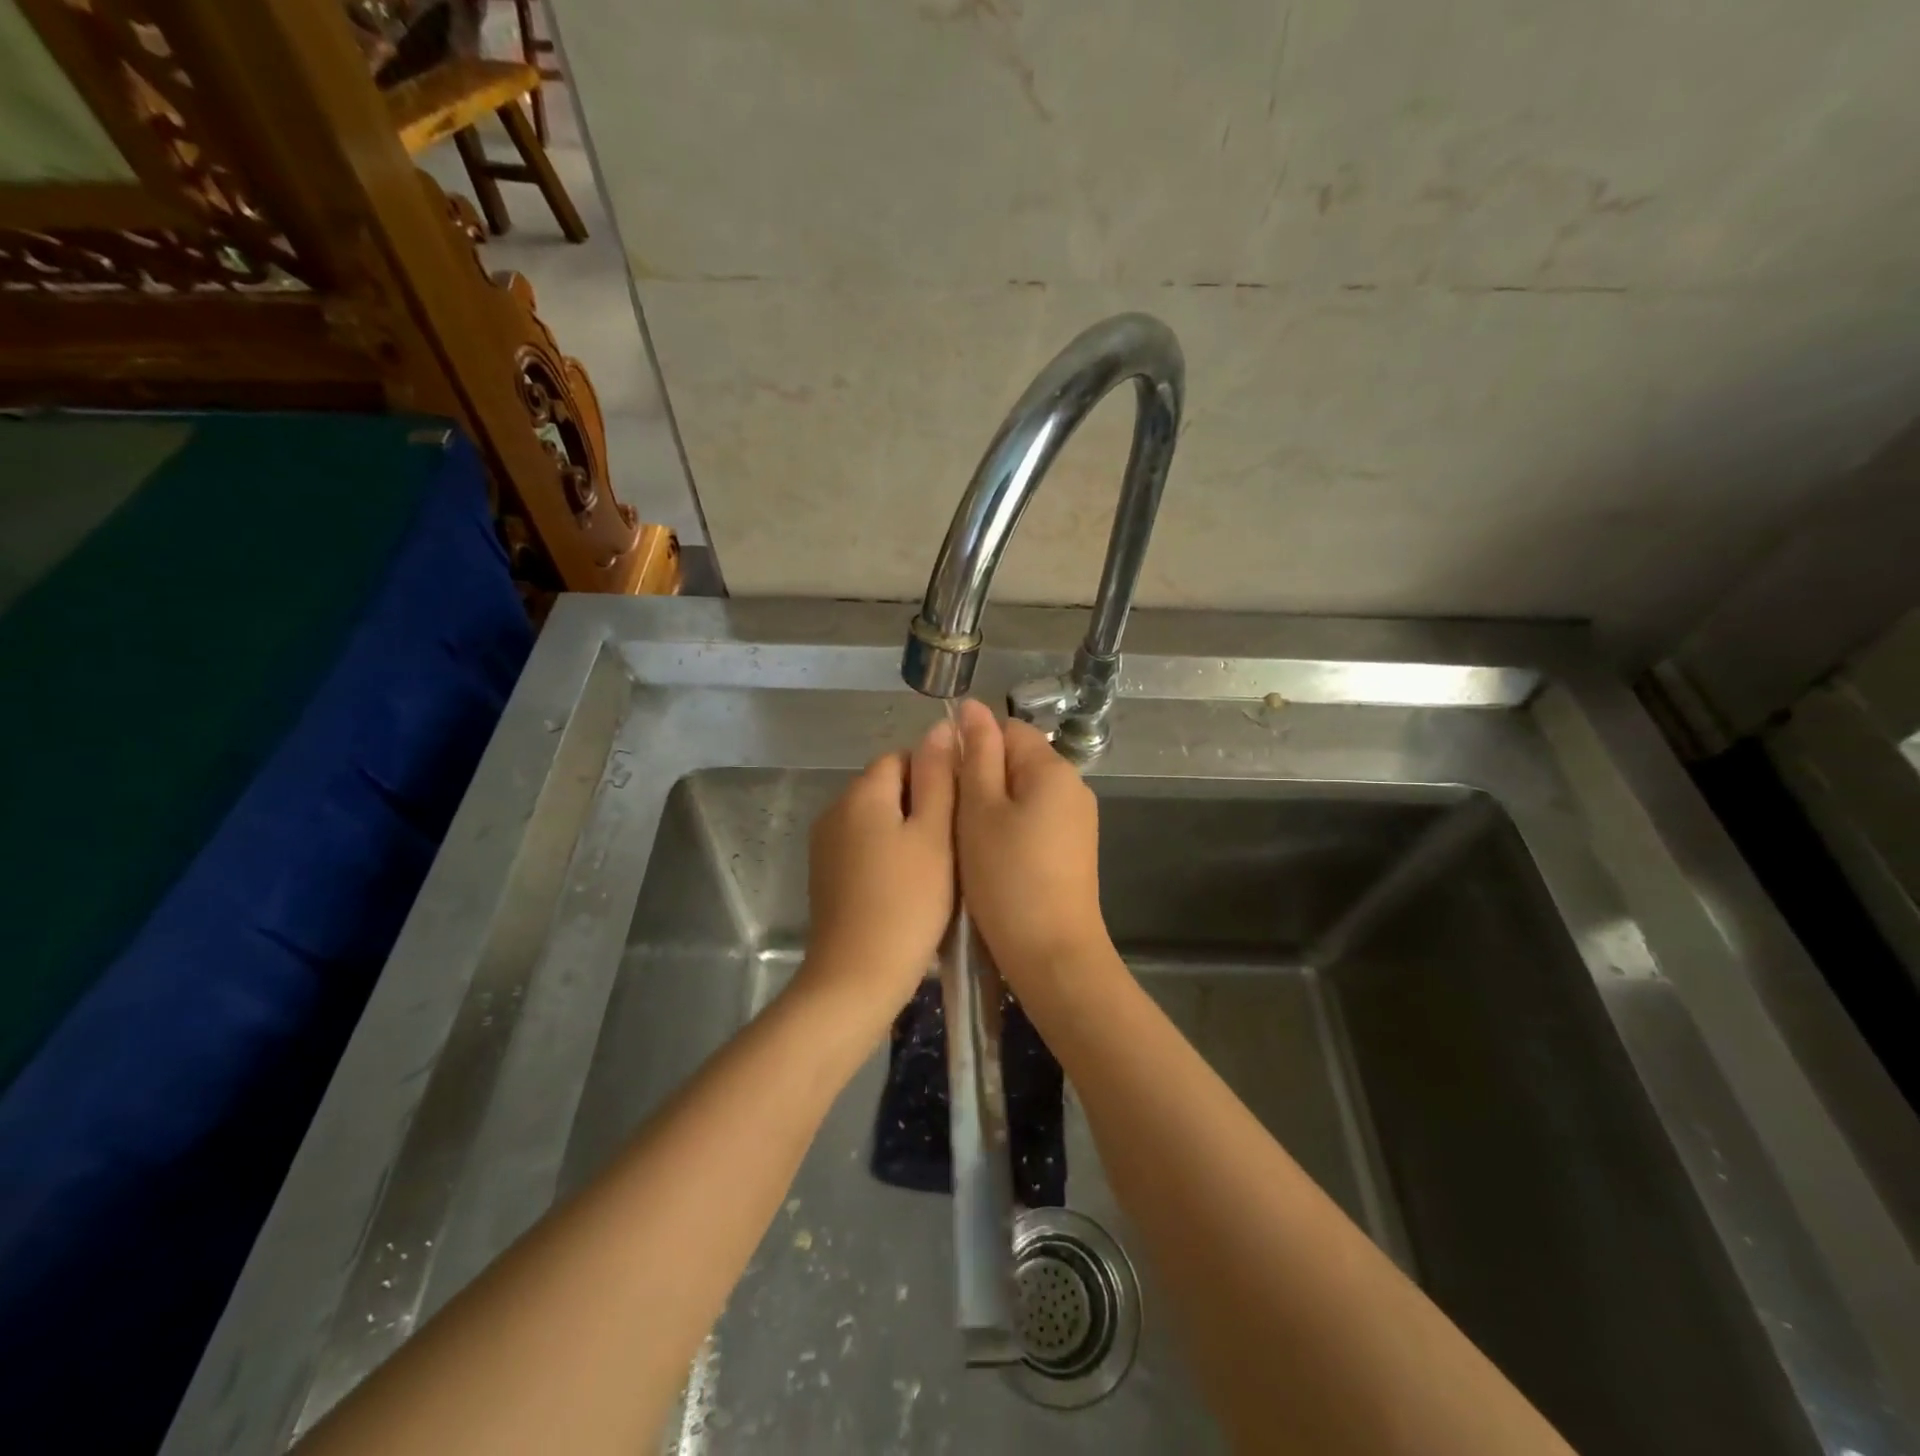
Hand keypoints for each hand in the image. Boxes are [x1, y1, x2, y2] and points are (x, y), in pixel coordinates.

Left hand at [799, 720, 957, 1019]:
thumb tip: (939, 728)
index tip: (961, 812)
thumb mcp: (935, 835)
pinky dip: (887, 855)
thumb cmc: (908, 903)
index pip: (902, 757)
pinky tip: (908, 887)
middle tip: (954, 843)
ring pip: (877, 818)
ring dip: (906, 831)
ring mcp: (825, 844)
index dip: (937, 776)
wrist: (857, 977)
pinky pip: (863, 846)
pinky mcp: (825, 875)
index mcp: (862, 792)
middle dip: (922, 804)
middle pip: (887, 786)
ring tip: (937, 867)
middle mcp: (835, 809)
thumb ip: (939, 778)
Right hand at [954, 699, 1112, 993]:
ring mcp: (1076, 820)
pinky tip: (990, 859)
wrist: (1052, 954)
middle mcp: (1073, 787)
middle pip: (1017, 761)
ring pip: (1022, 794)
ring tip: (965, 840)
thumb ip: (975, 755)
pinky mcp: (1073, 850)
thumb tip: (971, 707)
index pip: (1007, 730)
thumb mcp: (980, 810)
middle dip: (980, 779)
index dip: (971, 746)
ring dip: (991, 808)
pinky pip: (1034, 822)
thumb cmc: (1007, 877)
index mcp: (1052, 768)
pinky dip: (1009, 830)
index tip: (945, 782)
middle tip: (950, 816)